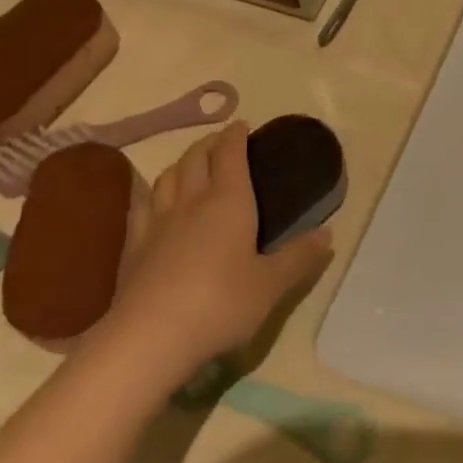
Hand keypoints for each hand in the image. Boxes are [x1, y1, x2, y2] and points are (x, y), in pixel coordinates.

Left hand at [100, 123, 332, 373]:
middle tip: (221, 142)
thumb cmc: (221, 304)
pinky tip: (155, 202)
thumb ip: (299, 257)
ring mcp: (157, 222)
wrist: (151, 336)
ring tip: (191, 166)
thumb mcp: (271, 284)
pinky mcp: (134, 246)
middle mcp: (191, 202)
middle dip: (209, 144)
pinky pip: (143, 205)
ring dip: (182, 163)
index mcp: (228, 202)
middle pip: (195, 158)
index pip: (230, 155)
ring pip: (167, 177)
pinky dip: (154, 192)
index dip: (236, 136)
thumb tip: (328, 235)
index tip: (242, 126)